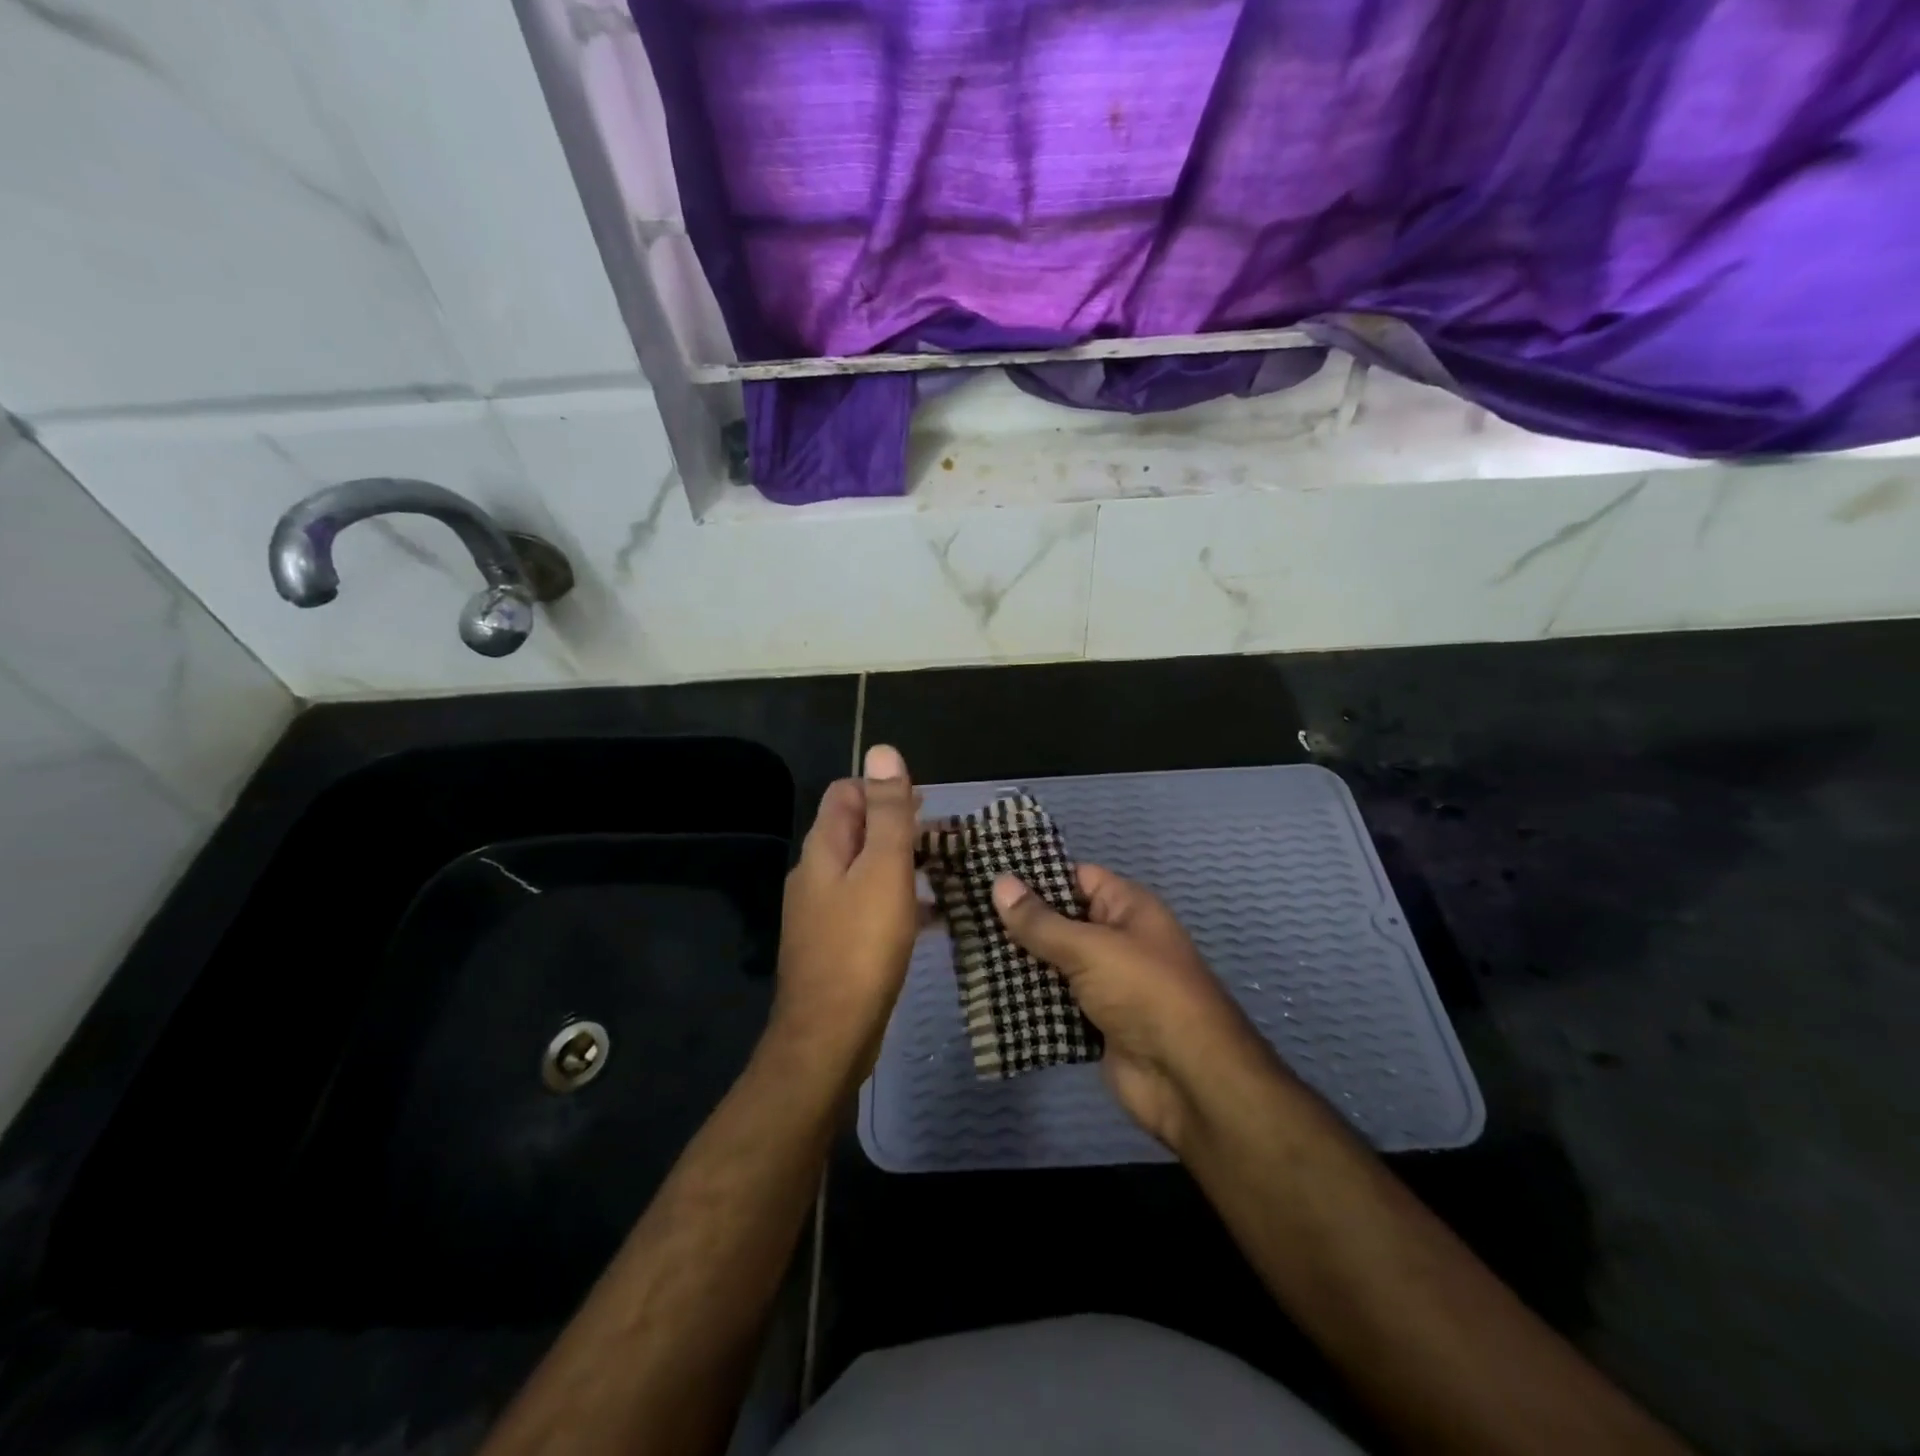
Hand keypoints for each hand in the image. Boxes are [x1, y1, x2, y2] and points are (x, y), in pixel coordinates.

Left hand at [770, 744, 920, 1082]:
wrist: (829, 1035)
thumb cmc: (862, 945)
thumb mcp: (883, 869)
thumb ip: (887, 811)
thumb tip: (882, 750)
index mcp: (823, 848)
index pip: (846, 793)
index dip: (883, 788)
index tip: (926, 803)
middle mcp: (816, 874)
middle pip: (856, 829)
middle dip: (899, 825)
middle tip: (946, 837)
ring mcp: (822, 912)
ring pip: (866, 869)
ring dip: (903, 862)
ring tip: (947, 869)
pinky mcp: (835, 944)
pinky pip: (870, 906)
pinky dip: (900, 899)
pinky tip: (933, 914)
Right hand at [991, 866, 1274, 1151]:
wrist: (1187, 1079)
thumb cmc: (1144, 992)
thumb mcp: (1090, 947)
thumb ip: (1041, 921)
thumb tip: (999, 883)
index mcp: (1126, 908)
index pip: (1075, 877)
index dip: (1035, 875)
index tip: (988, 873)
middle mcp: (1117, 940)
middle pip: (1060, 922)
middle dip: (1018, 922)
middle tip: (965, 913)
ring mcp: (1106, 984)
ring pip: (1053, 964)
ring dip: (1018, 963)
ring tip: (966, 949)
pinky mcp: (1095, 1023)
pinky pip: (1055, 1002)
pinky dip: (1028, 1001)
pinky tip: (987, 994)